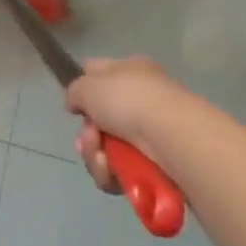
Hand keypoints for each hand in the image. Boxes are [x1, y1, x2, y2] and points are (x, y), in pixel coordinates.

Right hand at [65, 56, 189, 195]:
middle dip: (88, 135)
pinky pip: (121, 172)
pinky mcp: (155, 166)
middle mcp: (141, 99)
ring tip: (101, 158)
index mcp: (130, 70)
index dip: (83, 88)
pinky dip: (111, 174)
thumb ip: (74, 92)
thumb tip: (76, 104)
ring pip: (108, 149)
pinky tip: (111, 172)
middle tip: (89, 139)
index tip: (75, 107)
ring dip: (96, 157)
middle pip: (100, 120)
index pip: (99, 73)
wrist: (171, 137)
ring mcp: (150, 134)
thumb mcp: (88, 85)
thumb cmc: (129, 100)